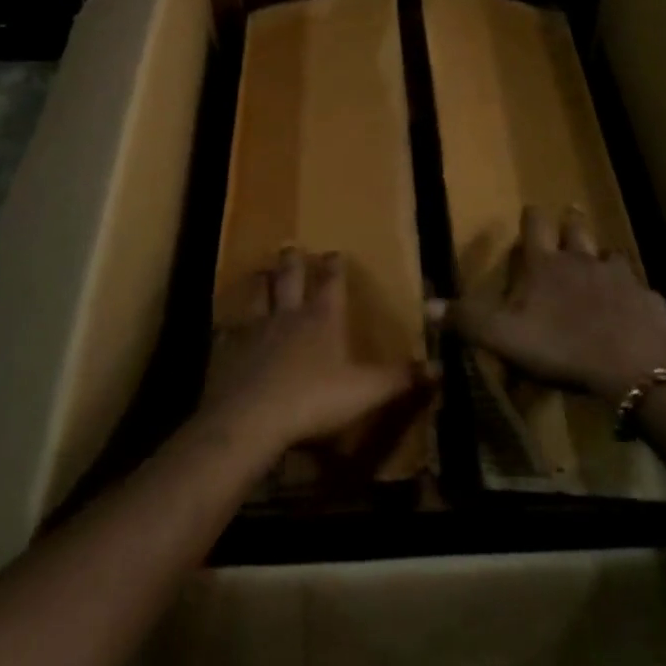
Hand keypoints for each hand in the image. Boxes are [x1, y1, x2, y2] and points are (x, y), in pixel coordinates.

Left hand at [199, 248, 425, 461]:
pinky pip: (229, 331)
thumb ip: (399, 378)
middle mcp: (287, 316)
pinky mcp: (227, 352)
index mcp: (321, 319)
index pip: (331, 283)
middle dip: (293, 262)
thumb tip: (439, 366)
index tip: (335, 252)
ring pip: (257, 297)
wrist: (251, 419)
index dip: (335, 267)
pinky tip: (226, 327)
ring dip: (260, 284)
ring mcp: (254, 331)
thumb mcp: (365, 391)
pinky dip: (230, 326)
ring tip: (259, 273)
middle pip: (289, 279)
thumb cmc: (313, 400)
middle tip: (291, 247)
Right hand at [448, 206, 665, 401]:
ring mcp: (621, 278)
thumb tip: (427, 304)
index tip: (531, 209)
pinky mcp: (650, 301)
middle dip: (571, 221)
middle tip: (570, 215)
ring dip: (604, 256)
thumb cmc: (561, 347)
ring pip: (612, 255)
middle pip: (577, 229)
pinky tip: (634, 306)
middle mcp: (583, 261)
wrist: (634, 368)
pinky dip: (634, 294)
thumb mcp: (503, 337)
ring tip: (602, 260)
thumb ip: (467, 319)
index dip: (532, 217)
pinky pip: (641, 291)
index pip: (536, 226)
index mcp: (546, 265)